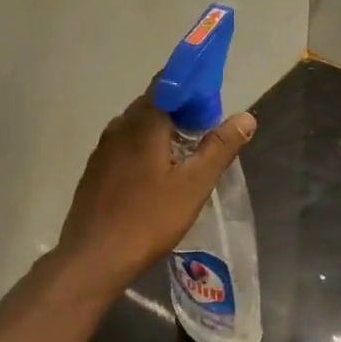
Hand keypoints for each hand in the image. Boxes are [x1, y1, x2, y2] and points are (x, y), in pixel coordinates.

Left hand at [54, 91, 255, 296]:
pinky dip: (146, 149)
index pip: (168, 83)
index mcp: (143, 123)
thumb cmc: (149, 218)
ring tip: (187, 155)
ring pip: (138, 127)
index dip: (193, 87)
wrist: (95, 257)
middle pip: (153, 104)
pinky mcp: (95, 171)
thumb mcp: (195, 185)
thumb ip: (220, 148)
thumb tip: (245, 117)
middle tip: (207, 133)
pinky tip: (158, 176)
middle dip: (181, 111)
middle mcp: (119, 127)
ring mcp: (103, 149)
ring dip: (163, 131)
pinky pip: (126, 147)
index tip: (214, 105)